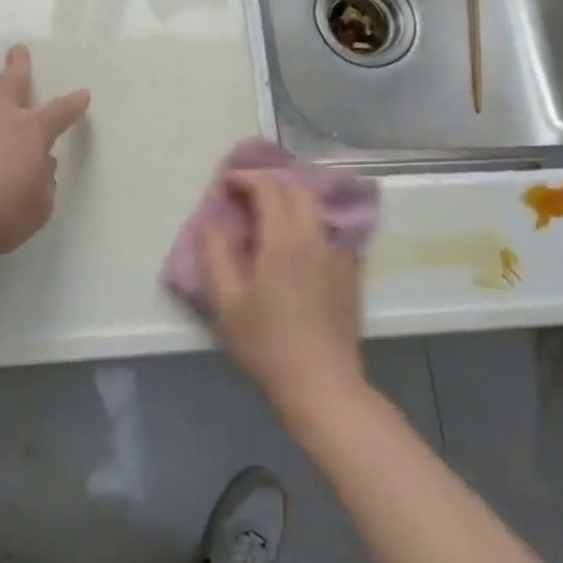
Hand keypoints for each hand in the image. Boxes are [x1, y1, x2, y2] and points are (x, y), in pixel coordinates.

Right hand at [200, 172, 368, 428]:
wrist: (322, 385)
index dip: (246, 178)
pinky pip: (329, 233)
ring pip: (317, 210)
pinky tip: (296, 247)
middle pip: (299, 190)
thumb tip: (212, 223)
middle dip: (271, 184)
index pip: (269, 188)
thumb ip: (215, 254)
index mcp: (284, 240)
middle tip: (246, 197)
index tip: (227, 184)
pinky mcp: (350, 274)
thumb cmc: (267, 344)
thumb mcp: (226, 303)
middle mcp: (316, 238)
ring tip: (269, 217)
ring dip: (292, 202)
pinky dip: (309, 225)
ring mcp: (338, 256)